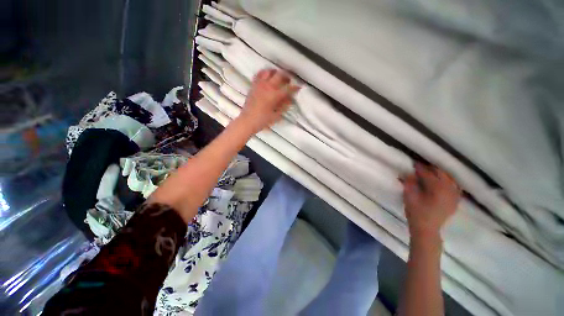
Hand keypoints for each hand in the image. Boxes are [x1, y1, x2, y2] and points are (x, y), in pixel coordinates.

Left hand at [237, 69, 299, 132]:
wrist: (247, 121)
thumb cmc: (263, 120)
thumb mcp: (276, 115)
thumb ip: (284, 106)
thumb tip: (290, 99)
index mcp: (274, 95)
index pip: (288, 89)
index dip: (295, 88)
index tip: (299, 87)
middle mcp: (267, 87)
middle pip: (280, 75)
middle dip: (287, 76)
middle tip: (289, 80)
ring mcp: (259, 84)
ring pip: (269, 71)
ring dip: (276, 72)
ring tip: (279, 76)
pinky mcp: (253, 85)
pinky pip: (259, 74)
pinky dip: (264, 73)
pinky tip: (267, 76)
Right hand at [403, 163, 460, 239]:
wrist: (427, 229)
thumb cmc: (416, 213)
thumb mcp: (409, 197)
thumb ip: (410, 183)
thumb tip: (410, 173)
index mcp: (436, 189)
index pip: (428, 174)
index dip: (420, 168)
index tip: (414, 163)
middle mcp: (448, 190)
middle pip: (442, 174)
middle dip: (432, 169)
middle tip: (422, 167)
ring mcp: (454, 196)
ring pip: (450, 179)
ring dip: (441, 174)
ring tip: (433, 173)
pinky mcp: (455, 201)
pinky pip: (456, 187)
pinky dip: (450, 182)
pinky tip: (445, 182)